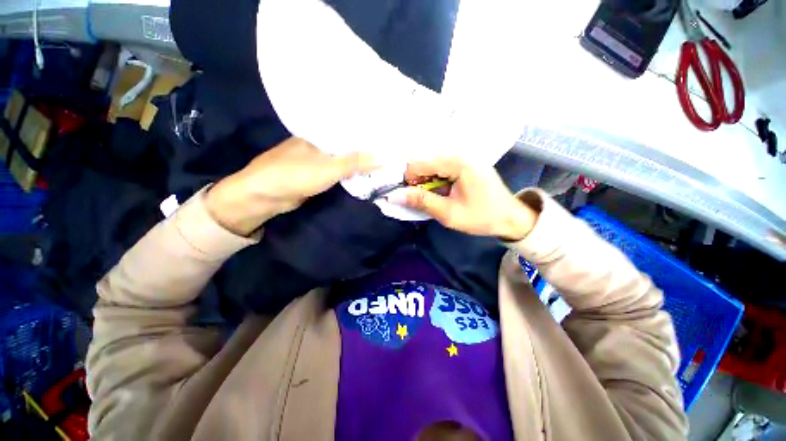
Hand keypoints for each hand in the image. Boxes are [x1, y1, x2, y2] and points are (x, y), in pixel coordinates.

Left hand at [205, 137, 375, 235]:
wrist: (263, 196)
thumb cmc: (294, 175)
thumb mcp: (329, 168)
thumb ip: (356, 163)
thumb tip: (386, 157)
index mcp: (320, 134)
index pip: (349, 130)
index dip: (368, 134)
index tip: (388, 136)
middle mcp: (319, 143)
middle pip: (347, 145)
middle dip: (366, 149)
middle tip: (390, 150)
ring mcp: (316, 159)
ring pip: (343, 158)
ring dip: (358, 162)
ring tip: (382, 160)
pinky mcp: (316, 174)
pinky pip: (337, 171)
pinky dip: (349, 173)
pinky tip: (363, 173)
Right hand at [390, 158, 536, 240]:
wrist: (510, 218)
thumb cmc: (481, 217)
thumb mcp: (448, 213)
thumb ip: (421, 201)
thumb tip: (394, 196)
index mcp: (458, 162)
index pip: (419, 164)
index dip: (408, 180)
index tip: (408, 197)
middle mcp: (460, 153)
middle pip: (425, 162)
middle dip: (417, 181)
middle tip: (421, 199)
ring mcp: (464, 157)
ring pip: (432, 165)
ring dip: (426, 181)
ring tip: (432, 197)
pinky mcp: (466, 163)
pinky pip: (442, 167)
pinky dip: (435, 179)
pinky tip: (441, 191)